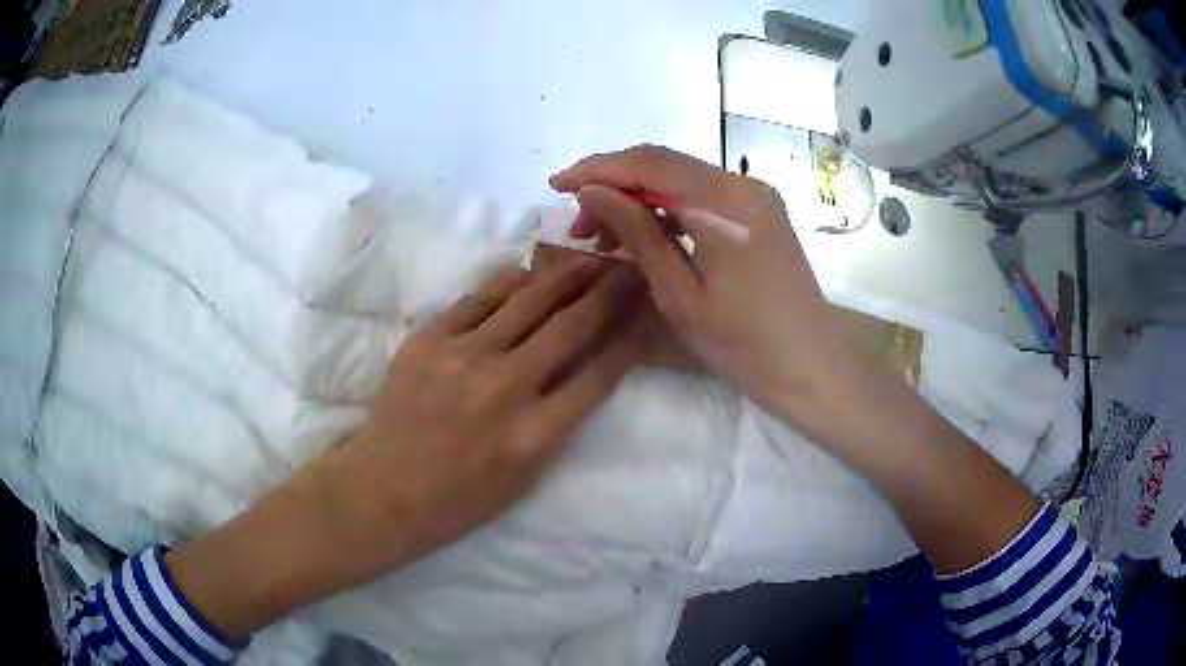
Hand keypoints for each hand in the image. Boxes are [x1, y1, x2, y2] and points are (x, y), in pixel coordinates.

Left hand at [345, 260, 643, 564]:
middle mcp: (507, 388)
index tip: (646, 310)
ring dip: (565, 277)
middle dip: (608, 293)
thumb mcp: (525, 476)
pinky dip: (507, 285)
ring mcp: (464, 358)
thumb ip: (557, 423)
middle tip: (628, 270)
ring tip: (588, 260)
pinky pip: (478, 299)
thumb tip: (578, 370)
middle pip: (571, 327)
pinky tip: (524, 276)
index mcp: (536, 435)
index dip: (630, 337)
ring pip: (527, 302)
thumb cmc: (459, 499)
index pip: (599, 374)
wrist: (385, 490)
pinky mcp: (429, 340)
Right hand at [557, 146, 1041, 575]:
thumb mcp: (680, 293)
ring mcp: (755, 196)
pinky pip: (702, 197)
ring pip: (681, 179)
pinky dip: (667, 209)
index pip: (648, 163)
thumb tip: (591, 192)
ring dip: (639, 198)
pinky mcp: (759, 213)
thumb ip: (637, 233)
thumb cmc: (745, 343)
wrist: (813, 367)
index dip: (597, 169)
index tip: (557, 186)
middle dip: (614, 185)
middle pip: (663, 165)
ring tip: (604, 236)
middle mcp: (742, 184)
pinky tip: (645, 235)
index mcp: (725, 202)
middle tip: (580, 227)